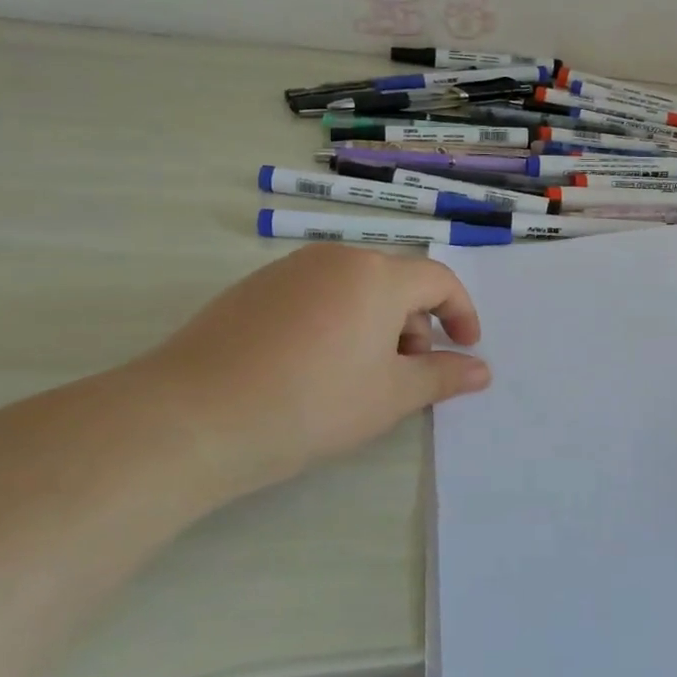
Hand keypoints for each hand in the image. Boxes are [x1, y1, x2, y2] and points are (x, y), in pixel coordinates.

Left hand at [125, 244, 489, 501]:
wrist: (194, 417)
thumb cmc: (312, 404)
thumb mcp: (390, 397)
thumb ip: (442, 377)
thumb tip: (482, 370)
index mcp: (376, 275)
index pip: (438, 280)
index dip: (461, 313)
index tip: (464, 349)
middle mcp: (335, 258)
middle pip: (395, 282)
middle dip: (415, 324)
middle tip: (406, 374)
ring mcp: (289, 270)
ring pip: (354, 288)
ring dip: (375, 324)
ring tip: (359, 376)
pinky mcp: (253, 289)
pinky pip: (315, 295)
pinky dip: (335, 322)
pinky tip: (311, 369)